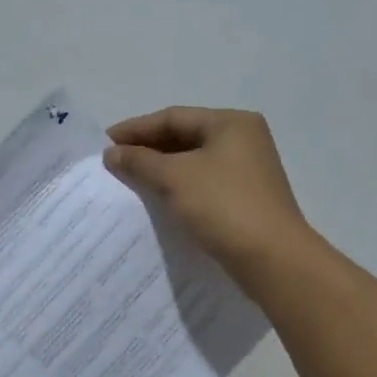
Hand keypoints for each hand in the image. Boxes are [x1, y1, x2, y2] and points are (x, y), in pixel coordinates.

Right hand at [104, 107, 311, 279]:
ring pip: (193, 161)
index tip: (104, 142)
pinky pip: (203, 182)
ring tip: (129, 179)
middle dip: (148, 148)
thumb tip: (112, 153)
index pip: (174, 117)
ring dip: (161, 168)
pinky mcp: (246, 197)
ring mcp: (247, 170)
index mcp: (231, 123)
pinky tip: (157, 198)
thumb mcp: (175, 177)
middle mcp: (243, 139)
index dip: (136, 128)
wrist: (272, 259)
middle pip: (185, 136)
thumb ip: (140, 161)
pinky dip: (178, 185)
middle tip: (113, 161)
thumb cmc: (223, 205)